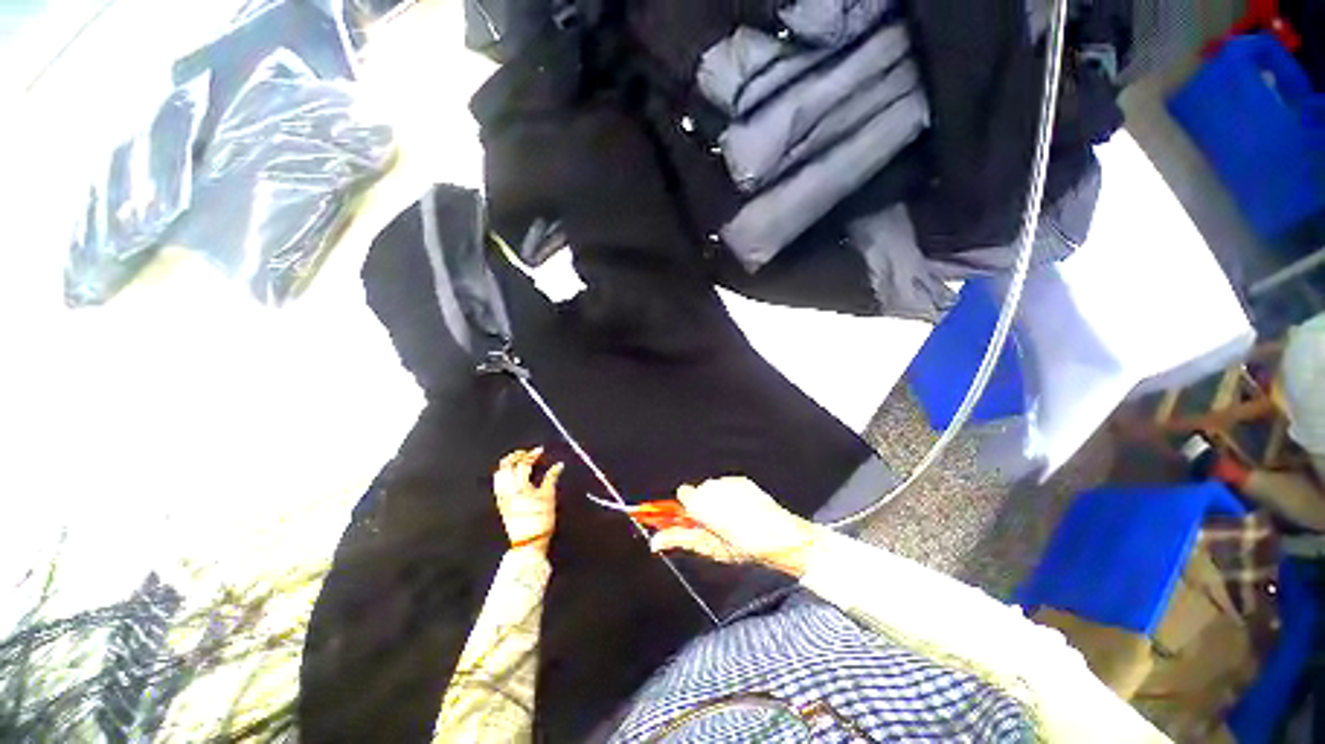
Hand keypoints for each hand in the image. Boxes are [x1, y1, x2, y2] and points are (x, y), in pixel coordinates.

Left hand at [493, 448, 563, 554]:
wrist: (528, 542)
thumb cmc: (541, 519)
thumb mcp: (549, 497)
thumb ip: (552, 478)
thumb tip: (558, 465)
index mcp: (520, 486)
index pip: (524, 464)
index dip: (532, 454)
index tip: (540, 450)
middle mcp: (508, 489)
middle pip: (506, 465)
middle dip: (516, 456)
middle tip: (526, 453)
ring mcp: (502, 496)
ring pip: (499, 474)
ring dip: (507, 464)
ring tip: (517, 462)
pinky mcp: (500, 503)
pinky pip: (497, 483)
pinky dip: (503, 474)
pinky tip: (511, 476)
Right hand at [648, 477, 821, 577]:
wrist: (780, 536)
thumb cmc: (745, 545)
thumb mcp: (710, 547)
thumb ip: (681, 539)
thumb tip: (657, 541)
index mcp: (700, 502)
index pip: (681, 494)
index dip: (685, 508)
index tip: (686, 518)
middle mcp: (712, 486)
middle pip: (698, 492)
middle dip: (702, 506)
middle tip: (714, 526)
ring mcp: (727, 481)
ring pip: (713, 489)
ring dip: (716, 501)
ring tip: (731, 520)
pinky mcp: (741, 480)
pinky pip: (728, 486)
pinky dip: (730, 496)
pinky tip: (741, 511)